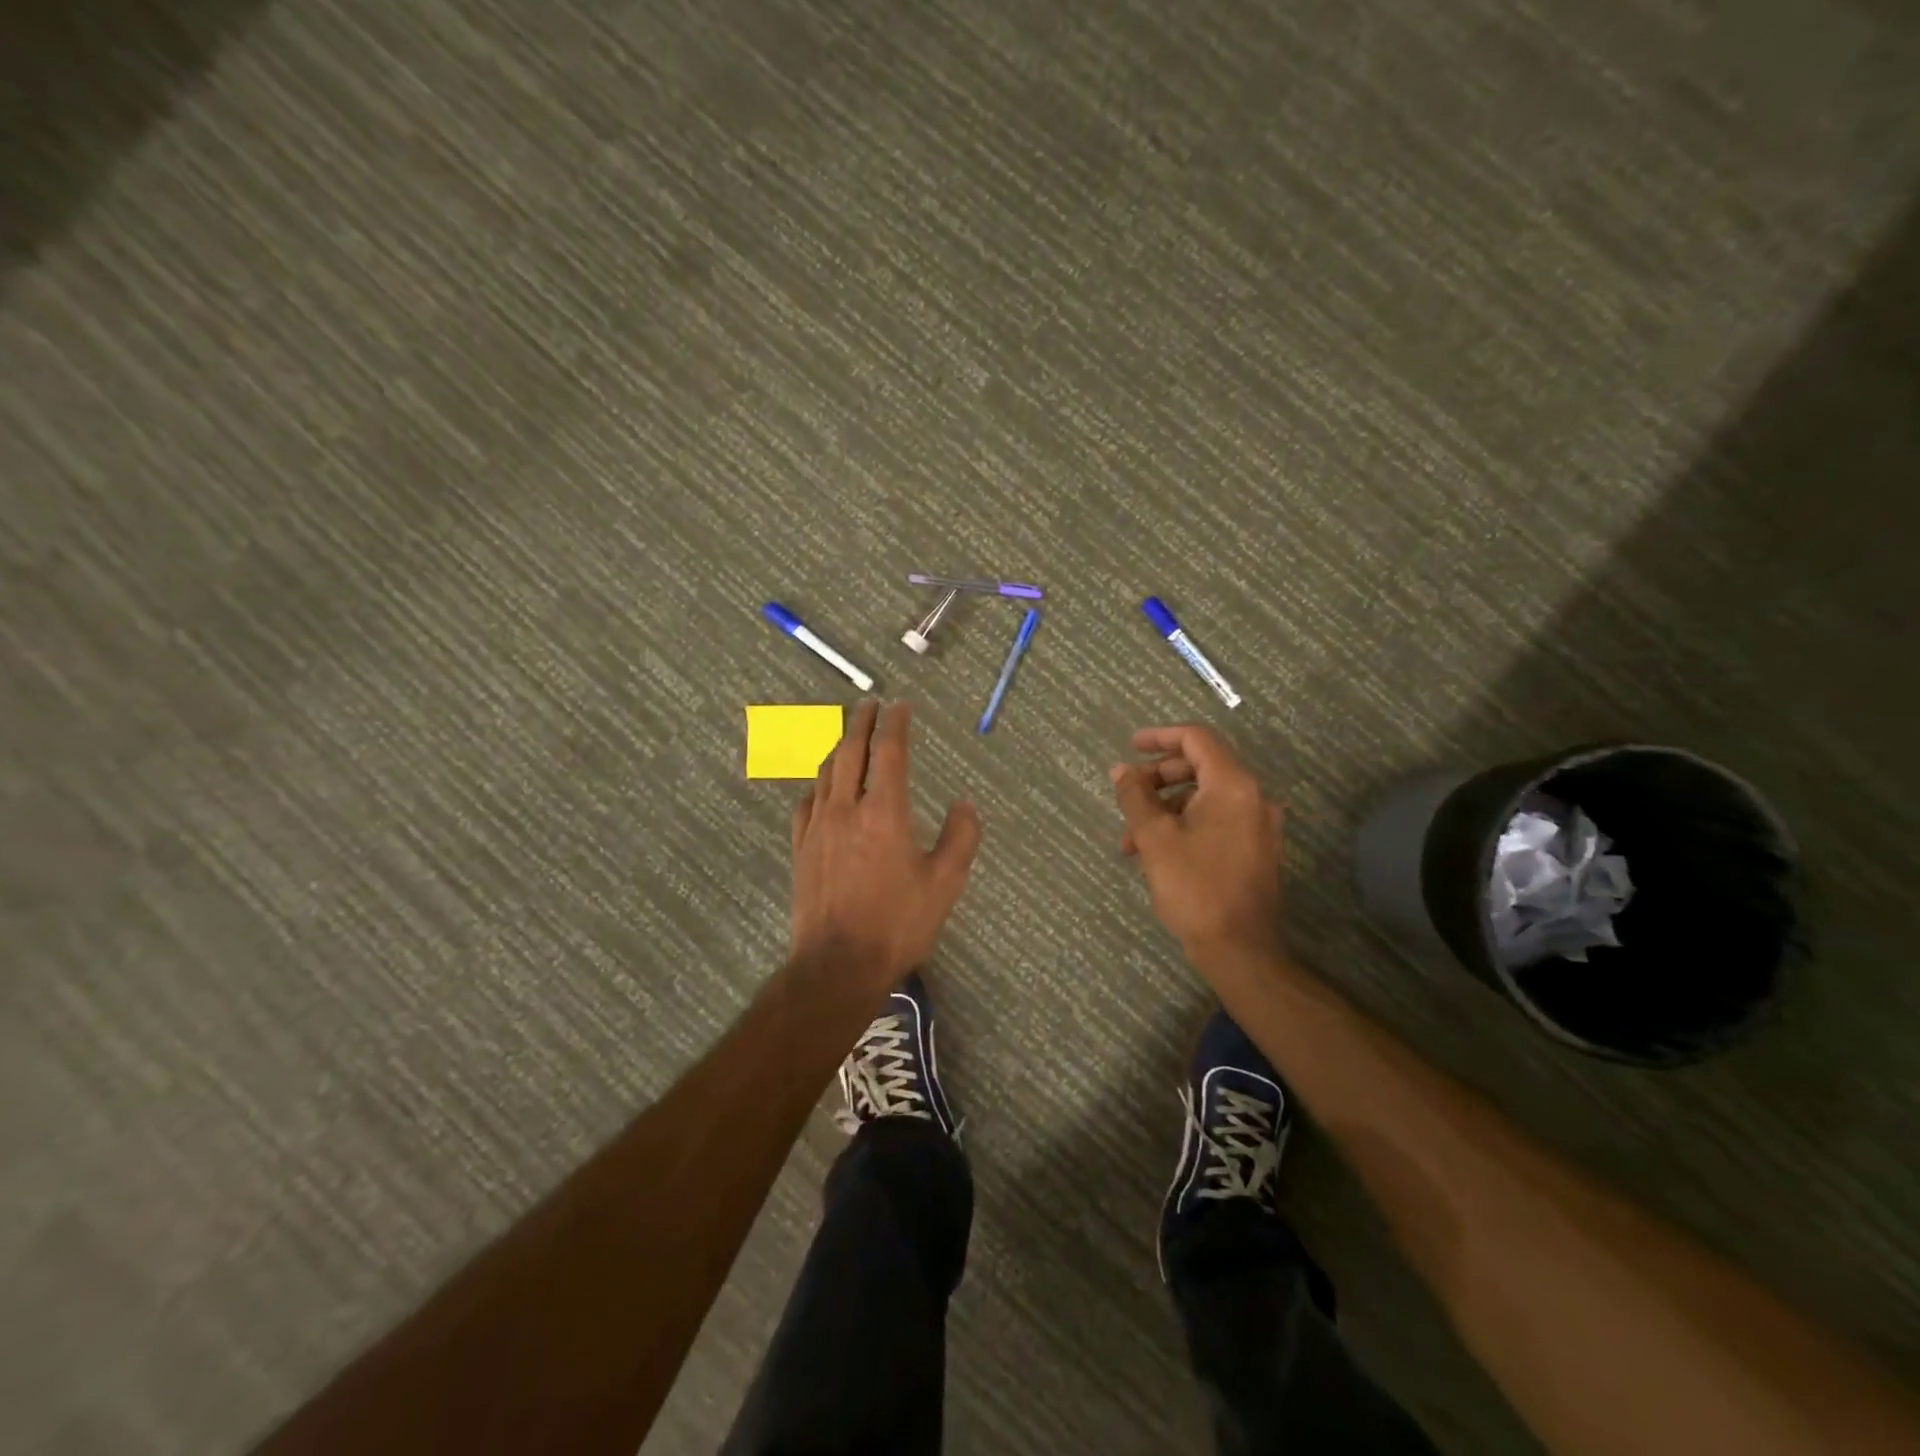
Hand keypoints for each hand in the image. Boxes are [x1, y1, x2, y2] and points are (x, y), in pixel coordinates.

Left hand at [790, 701, 981, 988]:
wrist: (837, 965)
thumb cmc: (897, 924)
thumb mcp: (945, 883)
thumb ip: (961, 838)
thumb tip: (965, 805)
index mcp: (884, 812)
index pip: (889, 752)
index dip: (896, 724)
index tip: (901, 706)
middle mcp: (846, 809)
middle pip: (851, 751)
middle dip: (862, 722)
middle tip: (870, 704)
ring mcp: (817, 828)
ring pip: (825, 773)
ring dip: (839, 748)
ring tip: (849, 737)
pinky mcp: (801, 848)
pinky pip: (807, 802)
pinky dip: (819, 784)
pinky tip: (822, 788)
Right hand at [1111, 725, 1285, 963]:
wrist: (1239, 949)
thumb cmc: (1194, 887)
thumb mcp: (1155, 837)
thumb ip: (1136, 796)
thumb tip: (1121, 770)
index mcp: (1233, 785)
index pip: (1196, 739)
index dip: (1160, 737)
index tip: (1130, 747)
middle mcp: (1253, 797)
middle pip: (1201, 767)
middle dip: (1158, 778)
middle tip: (1127, 794)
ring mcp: (1258, 824)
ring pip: (1205, 798)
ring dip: (1165, 808)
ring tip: (1131, 839)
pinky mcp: (1256, 848)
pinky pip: (1216, 820)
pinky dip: (1184, 825)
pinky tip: (1156, 852)